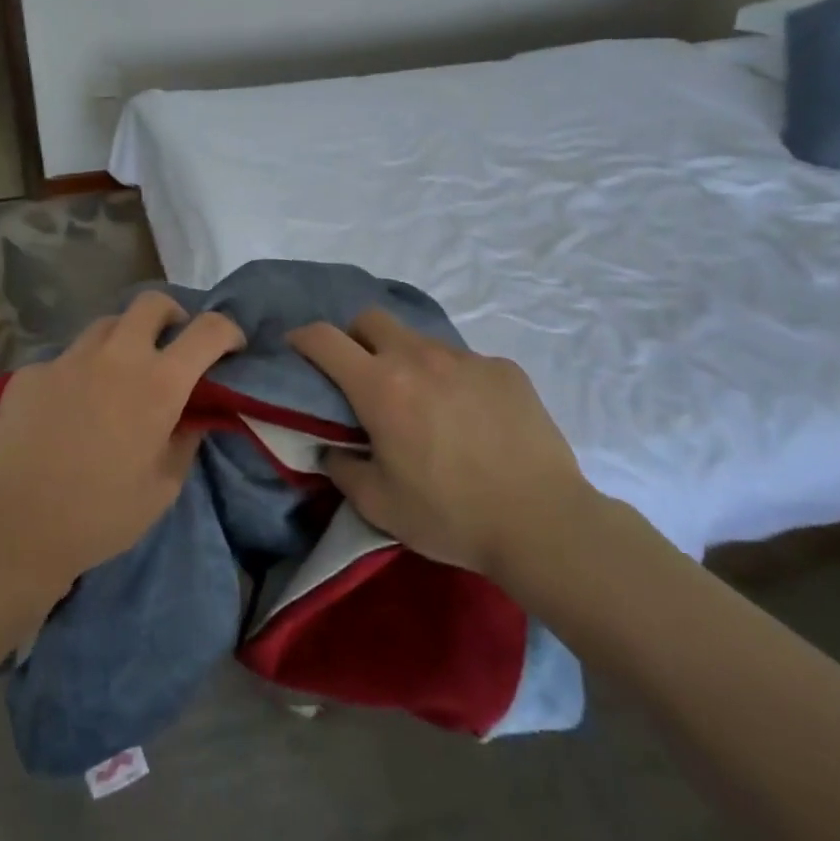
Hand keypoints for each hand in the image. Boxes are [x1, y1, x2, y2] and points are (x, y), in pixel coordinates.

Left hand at [0, 291, 243, 589]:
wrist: (12, 529)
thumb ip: (185, 440)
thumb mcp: (162, 487)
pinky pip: (65, 359)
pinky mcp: (30, 372)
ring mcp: (67, 359)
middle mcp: (115, 356)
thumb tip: (195, 415)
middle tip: (171, 345)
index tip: (230, 348)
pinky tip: (69, 408)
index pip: (208, 330)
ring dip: (124, 340)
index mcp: (158, 383)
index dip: (228, 332)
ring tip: (118, 375)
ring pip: (106, 325)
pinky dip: (80, 373)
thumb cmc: (100, 516)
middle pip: (152, 303)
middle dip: (172, 316)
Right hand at [288, 310, 591, 576]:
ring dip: (407, 361)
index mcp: (381, 387)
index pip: (325, 339)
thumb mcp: (379, 505)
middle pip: (372, 318)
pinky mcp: (504, 369)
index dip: (302, 337)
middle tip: (361, 374)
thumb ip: (342, 469)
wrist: (542, 522)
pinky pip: (464, 362)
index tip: (296, 348)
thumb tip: (332, 450)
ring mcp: (466, 359)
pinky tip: (470, 418)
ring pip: (420, 340)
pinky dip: (452, 379)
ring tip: (423, 404)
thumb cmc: (450, 515)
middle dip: (355, 337)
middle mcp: (420, 358)